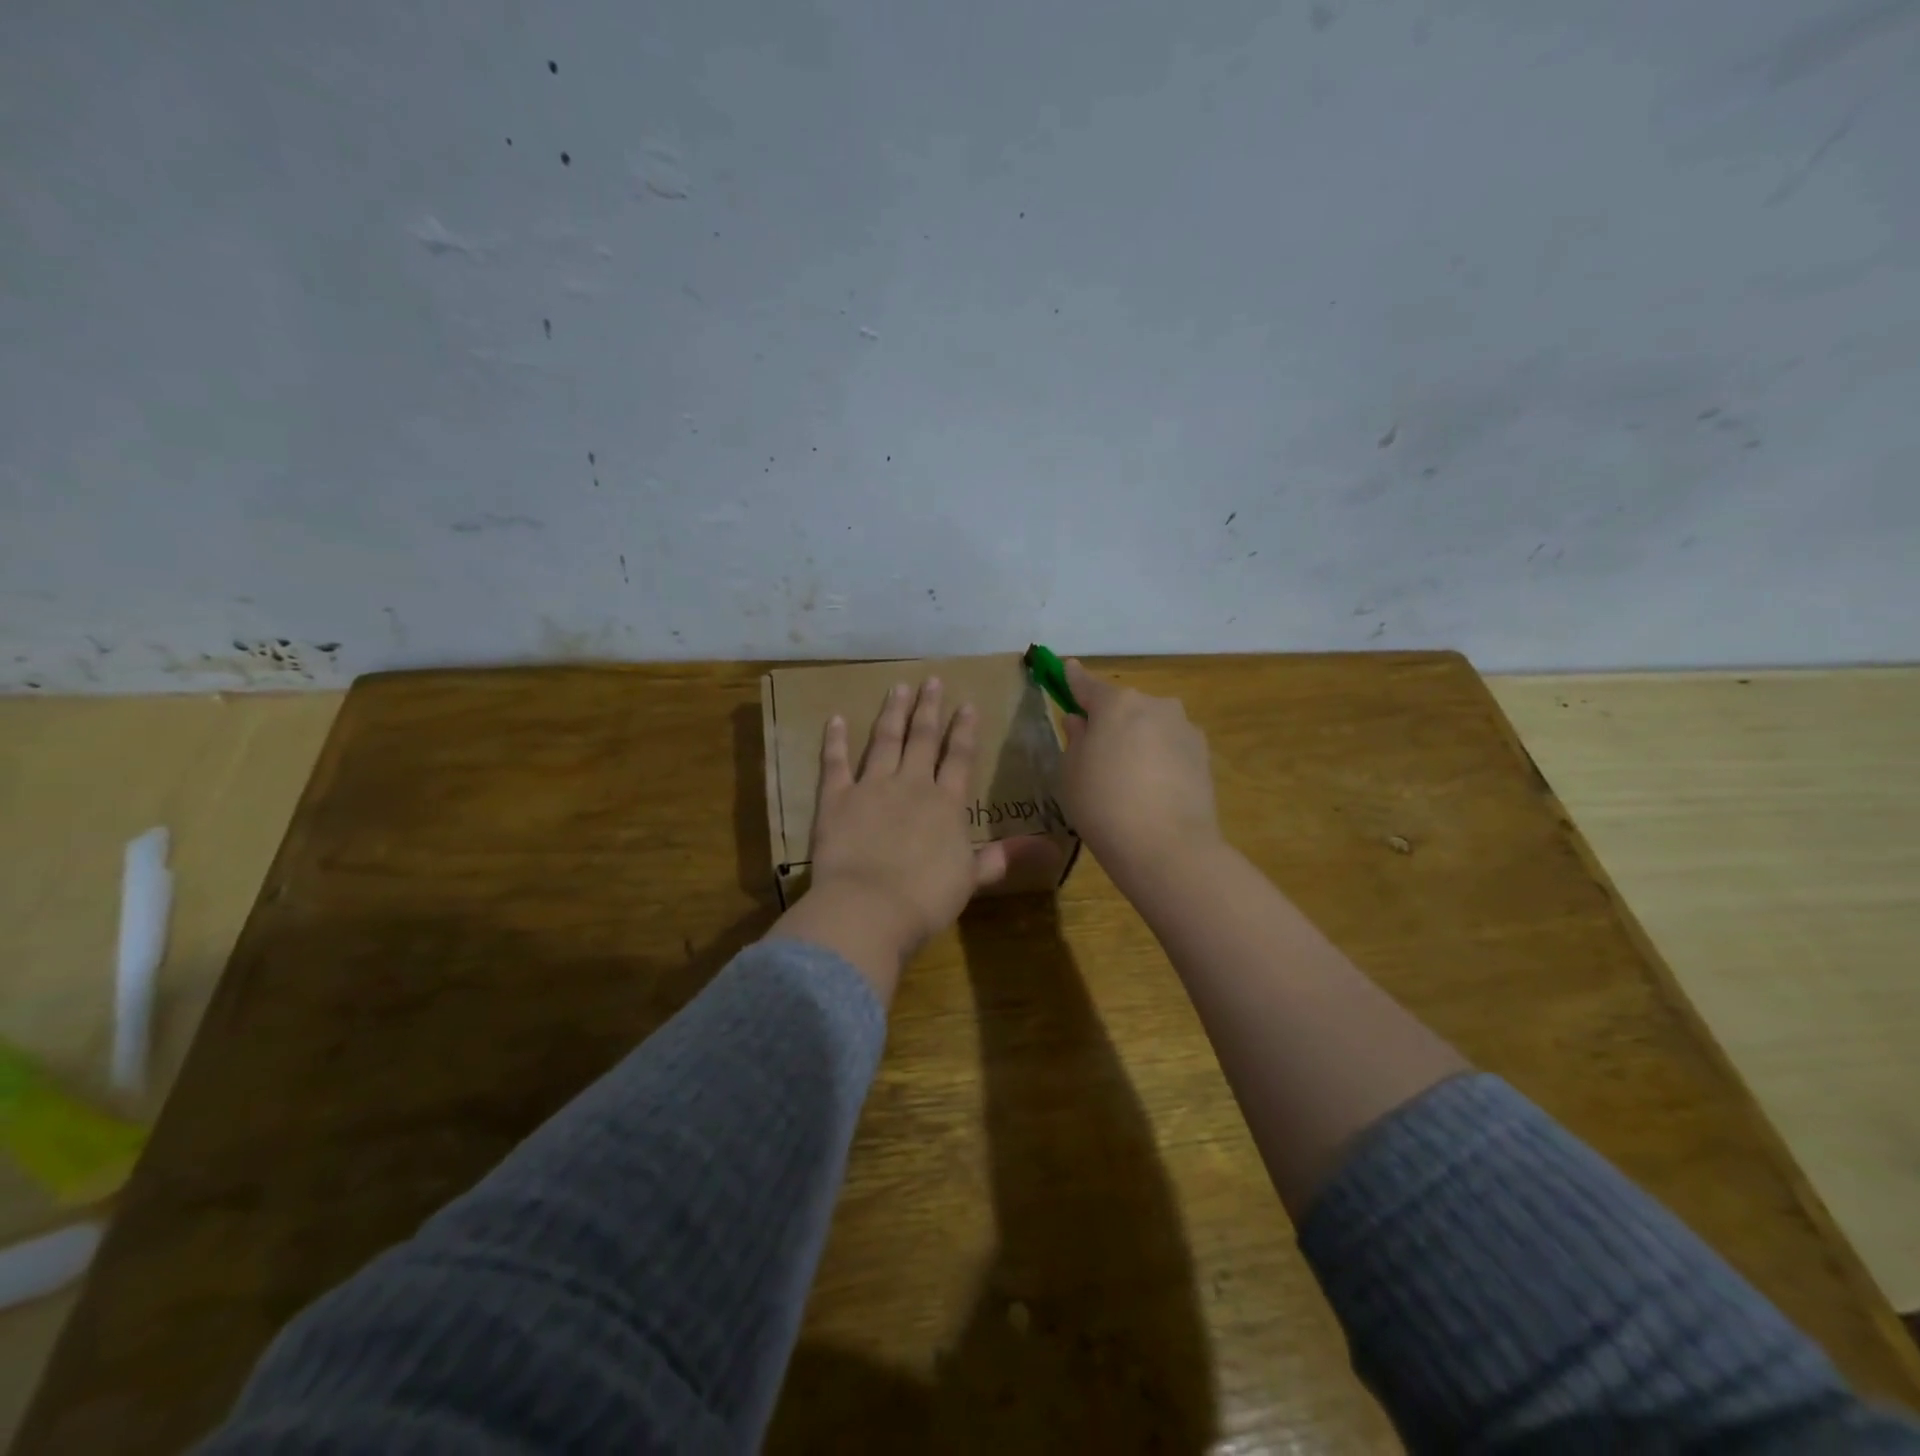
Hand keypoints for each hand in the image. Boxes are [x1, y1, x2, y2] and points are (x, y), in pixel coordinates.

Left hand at [768, 678, 1017, 1000]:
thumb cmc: (926, 898)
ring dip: (893, 713)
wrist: (870, 908)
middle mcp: (912, 785)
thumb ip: (1004, 857)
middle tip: (932, 680)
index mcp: (946, 803)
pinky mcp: (837, 799)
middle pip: (923, 739)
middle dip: (929, 708)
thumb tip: (1052, 847)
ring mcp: (872, 787)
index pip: (960, 758)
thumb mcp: (972, 878)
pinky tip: (836, 718)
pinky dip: (835, 740)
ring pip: (885, 741)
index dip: (964, 730)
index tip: (967, 704)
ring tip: (898, 687)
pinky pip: (835, 763)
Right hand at [1060, 659, 1221, 886]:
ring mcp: (1184, 729)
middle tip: (1096, 751)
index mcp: (1117, 703)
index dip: (1073, 678)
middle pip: (1125, 706)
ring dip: (1138, 739)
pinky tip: (1152, 788)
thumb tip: (1081, 722)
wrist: (1167, 847)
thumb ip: (1075, 739)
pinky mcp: (1204, 755)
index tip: (1067, 667)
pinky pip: (1170, 747)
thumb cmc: (1104, 804)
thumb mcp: (1071, 772)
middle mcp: (1155, 705)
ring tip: (1127, 777)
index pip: (1087, 684)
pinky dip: (1158, 758)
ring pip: (1151, 726)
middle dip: (1110, 720)